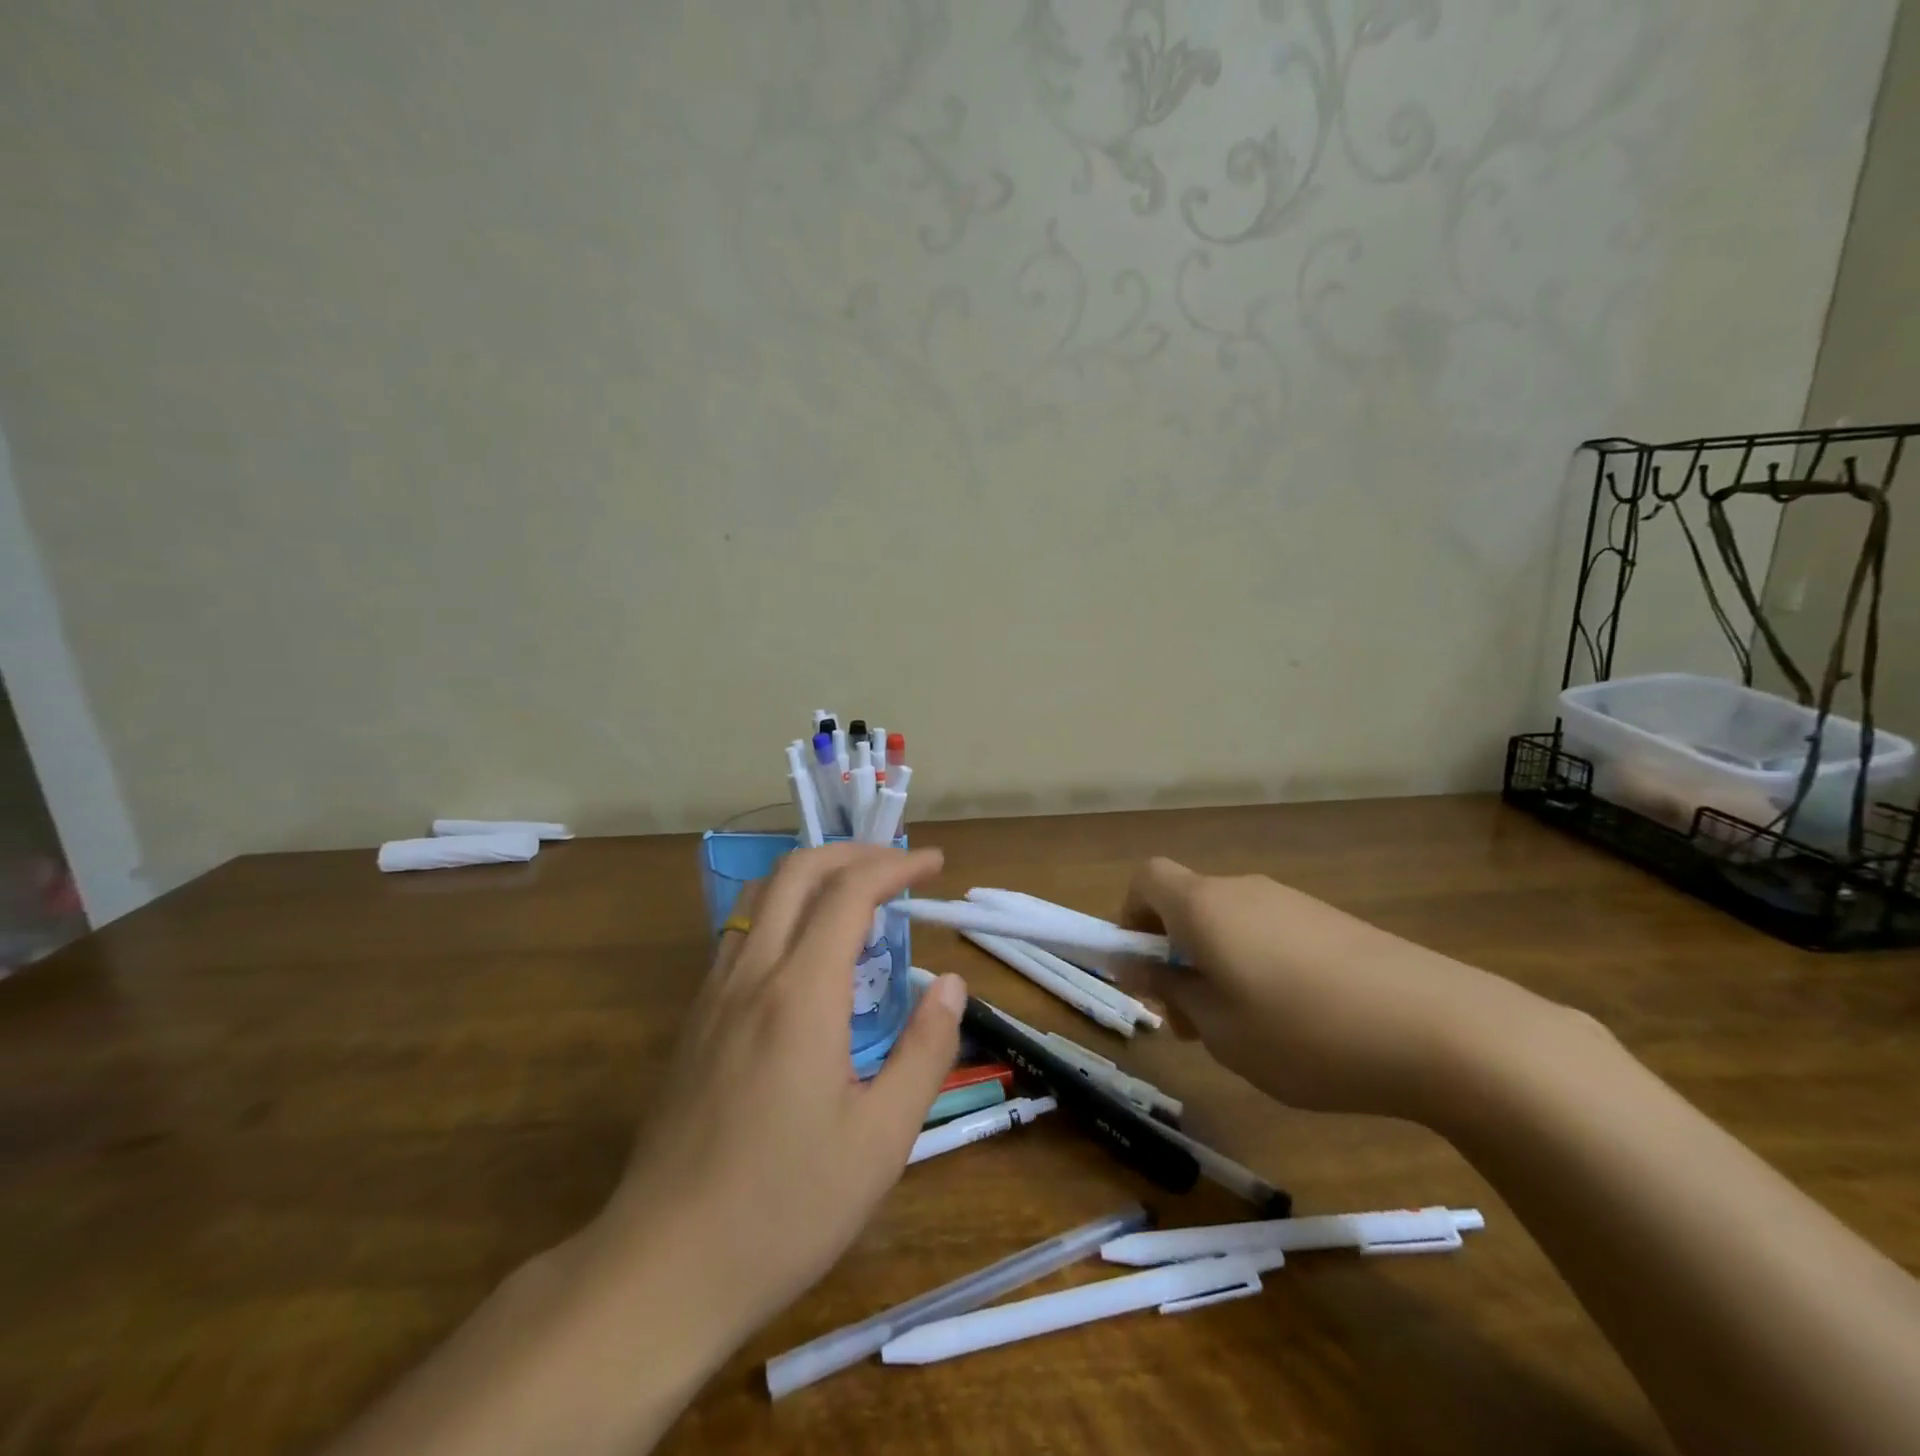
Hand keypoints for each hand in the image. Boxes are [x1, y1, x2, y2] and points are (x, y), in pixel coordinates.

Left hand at [600, 843, 967, 1347]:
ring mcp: (714, 994)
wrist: (662, 1267)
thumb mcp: (881, 1139)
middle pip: (797, 871)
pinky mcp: (695, 1021)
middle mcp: (751, 974)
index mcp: (801, 994)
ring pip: (761, 897)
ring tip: (858, 900)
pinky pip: (741, 934)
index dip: (896, 865)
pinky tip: (808, 956)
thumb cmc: (785, 1207)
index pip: (850, 891)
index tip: (934, 864)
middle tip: (897, 867)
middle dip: (853, 853)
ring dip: (814, 877)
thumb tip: (951, 984)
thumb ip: (925, 1050)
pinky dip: (784, 912)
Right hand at [1122, 857, 1555, 1118]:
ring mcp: (1293, 903)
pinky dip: (1260, 965)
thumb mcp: (1220, 1030)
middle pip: (1187, 904)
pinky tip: (1297, 1022)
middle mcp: (1243, 891)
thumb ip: (1170, 992)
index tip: (1144, 970)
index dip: (1131, 918)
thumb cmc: (1305, 1033)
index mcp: (1205, 906)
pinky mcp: (1332, 922)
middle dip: (1175, 955)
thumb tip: (1134, 967)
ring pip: (1230, 923)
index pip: (1146, 879)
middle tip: (1191, 1022)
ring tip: (1246, 1032)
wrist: (1441, 1028)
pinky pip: (1272, 933)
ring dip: (1218, 964)